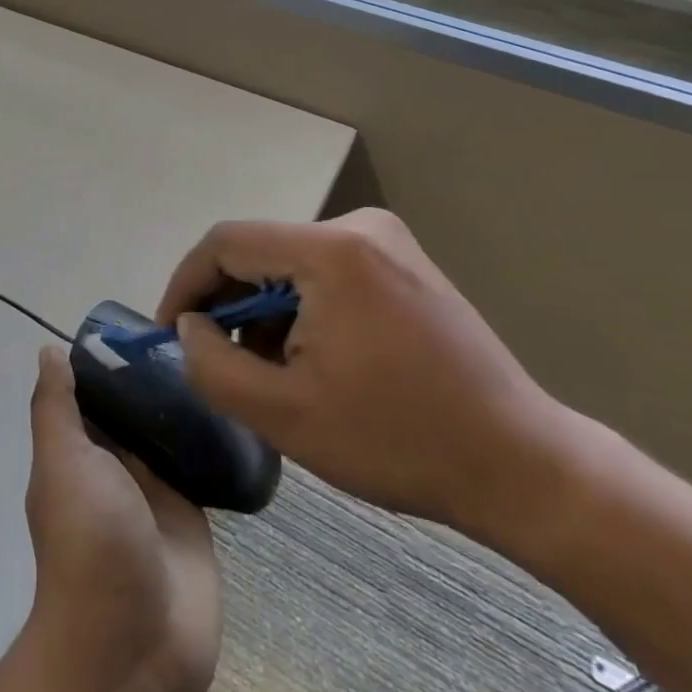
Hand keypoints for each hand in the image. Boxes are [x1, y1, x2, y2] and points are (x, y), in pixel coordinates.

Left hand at [24, 347, 221, 691]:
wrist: (136, 644)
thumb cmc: (91, 542)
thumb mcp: (62, 464)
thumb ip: (56, 409)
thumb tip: (49, 351)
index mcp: (77, 451)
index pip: (90, 391)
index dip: (107, 356)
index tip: (140, 320)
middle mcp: (113, 465)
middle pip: (132, 407)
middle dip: (153, 374)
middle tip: (194, 331)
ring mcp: (154, 489)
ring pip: (168, 431)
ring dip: (185, 403)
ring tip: (219, 355)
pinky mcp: (192, 512)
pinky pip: (201, 464)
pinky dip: (212, 438)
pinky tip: (236, 402)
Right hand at [156, 209, 570, 543]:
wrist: (519, 464)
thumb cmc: (396, 440)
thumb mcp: (282, 414)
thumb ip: (210, 364)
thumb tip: (190, 326)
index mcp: (331, 251)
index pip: (226, 243)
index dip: (186, 285)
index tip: (171, 334)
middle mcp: (359, 227)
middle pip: (260, 251)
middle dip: (228, 306)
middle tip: (220, 362)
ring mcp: (387, 241)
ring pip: (289, 263)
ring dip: (265, 311)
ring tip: (272, 372)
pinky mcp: (403, 262)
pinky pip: (325, 271)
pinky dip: (301, 308)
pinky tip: (313, 358)